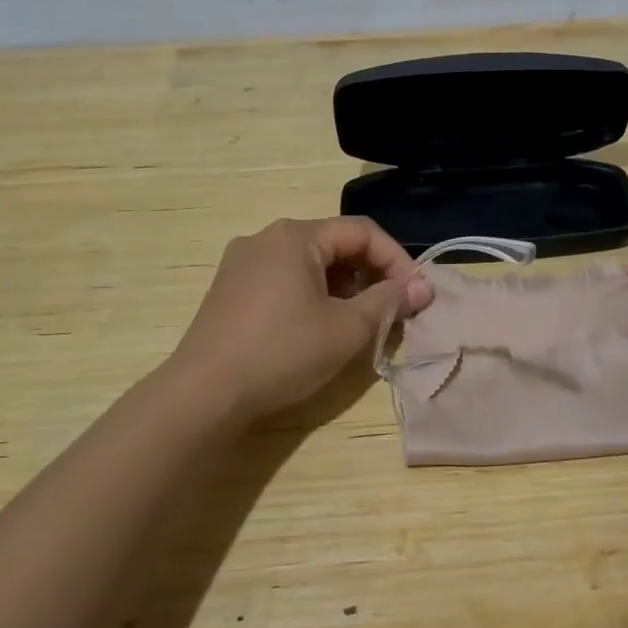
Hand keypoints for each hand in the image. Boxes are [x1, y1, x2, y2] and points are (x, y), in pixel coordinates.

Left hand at [169, 217, 431, 421]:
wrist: (203, 395)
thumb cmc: (282, 353)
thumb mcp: (346, 329)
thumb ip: (388, 302)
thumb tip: (423, 287)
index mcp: (295, 236)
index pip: (363, 232)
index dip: (397, 259)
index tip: (416, 294)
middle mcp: (266, 238)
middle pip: (335, 243)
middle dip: (371, 274)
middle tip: (392, 310)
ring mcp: (242, 263)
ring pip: (310, 263)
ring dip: (344, 287)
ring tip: (360, 321)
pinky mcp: (230, 290)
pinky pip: (285, 279)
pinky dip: (314, 295)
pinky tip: (320, 327)